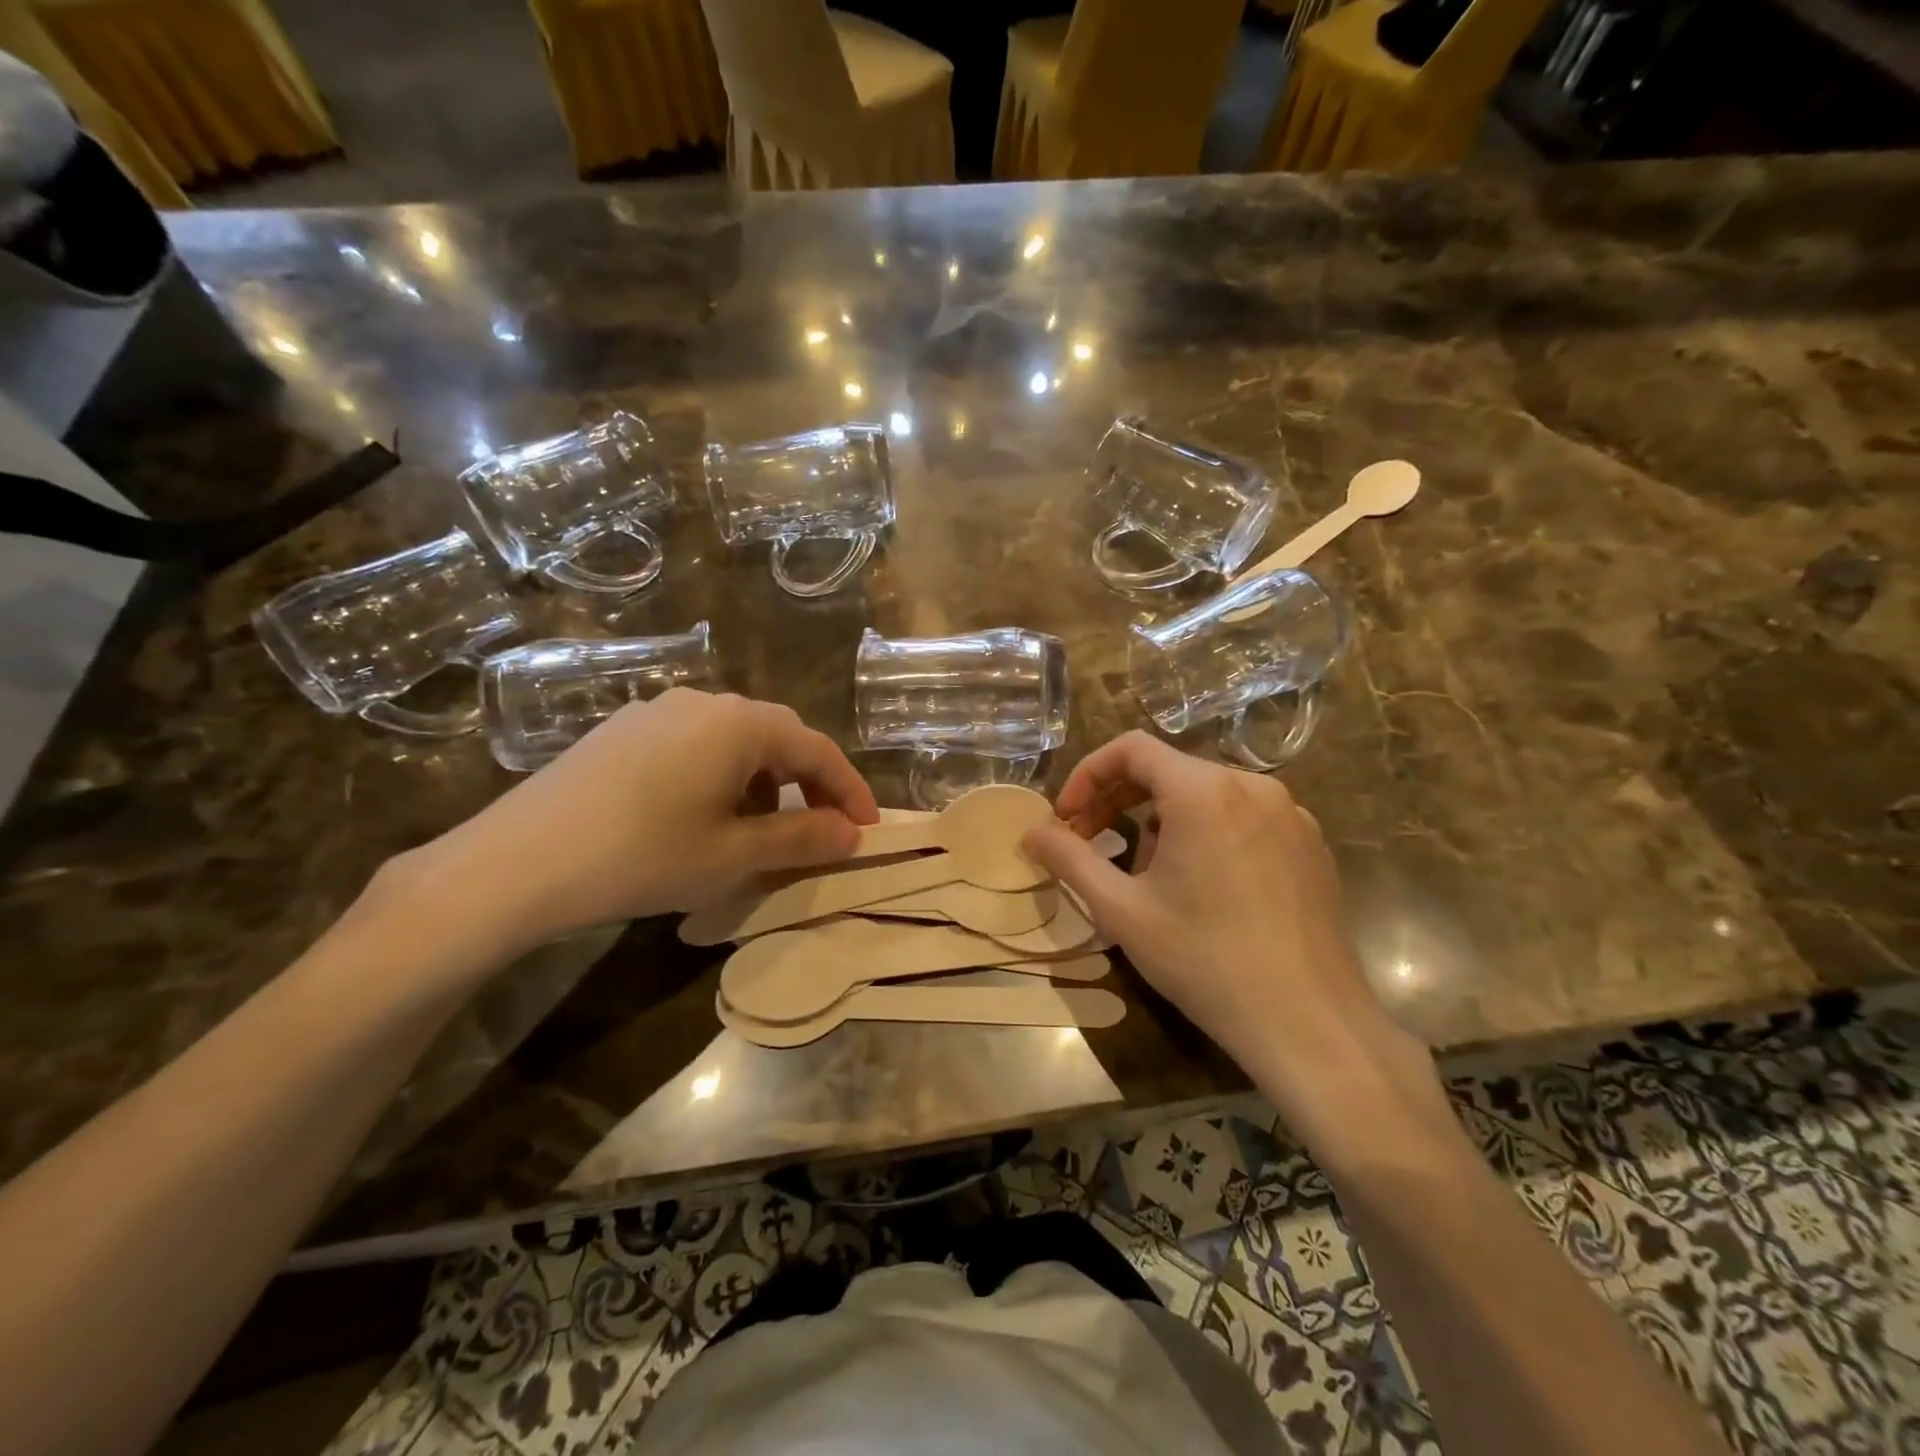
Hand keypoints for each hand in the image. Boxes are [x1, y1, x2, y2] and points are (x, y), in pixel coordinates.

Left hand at [395, 690, 877, 960]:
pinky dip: (719, 779)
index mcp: (740, 724)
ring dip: (762, 784)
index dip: (849, 790)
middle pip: (777, 738)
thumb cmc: (642, 856)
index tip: (868, 829)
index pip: (817, 749)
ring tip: (756, 833)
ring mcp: (656, 712)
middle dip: (807, 786)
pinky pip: (693, 747)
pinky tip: (699, 819)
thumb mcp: (734, 855)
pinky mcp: (621, 731)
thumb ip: (803, 839)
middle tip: (820, 831)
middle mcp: (703, 702)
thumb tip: (852, 834)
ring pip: (733, 743)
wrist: (513, 864)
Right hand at [1022, 733, 1443, 1142]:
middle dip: (1119, 799)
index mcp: (1203, 791)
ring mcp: (1290, 814)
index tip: (1066, 818)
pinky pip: (1243, 818)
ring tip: (1147, 876)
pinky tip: (1202, 887)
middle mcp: (1252, 786)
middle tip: (1088, 841)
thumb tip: (1032, 833)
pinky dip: (1207, 833)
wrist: (1310, 1024)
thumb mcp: (1121, 910)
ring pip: (1205, 795)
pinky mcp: (1311, 844)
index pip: (1131, 749)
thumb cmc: (1204, 960)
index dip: (1088, 775)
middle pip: (1169, 770)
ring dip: (1161, 820)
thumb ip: (1069, 859)